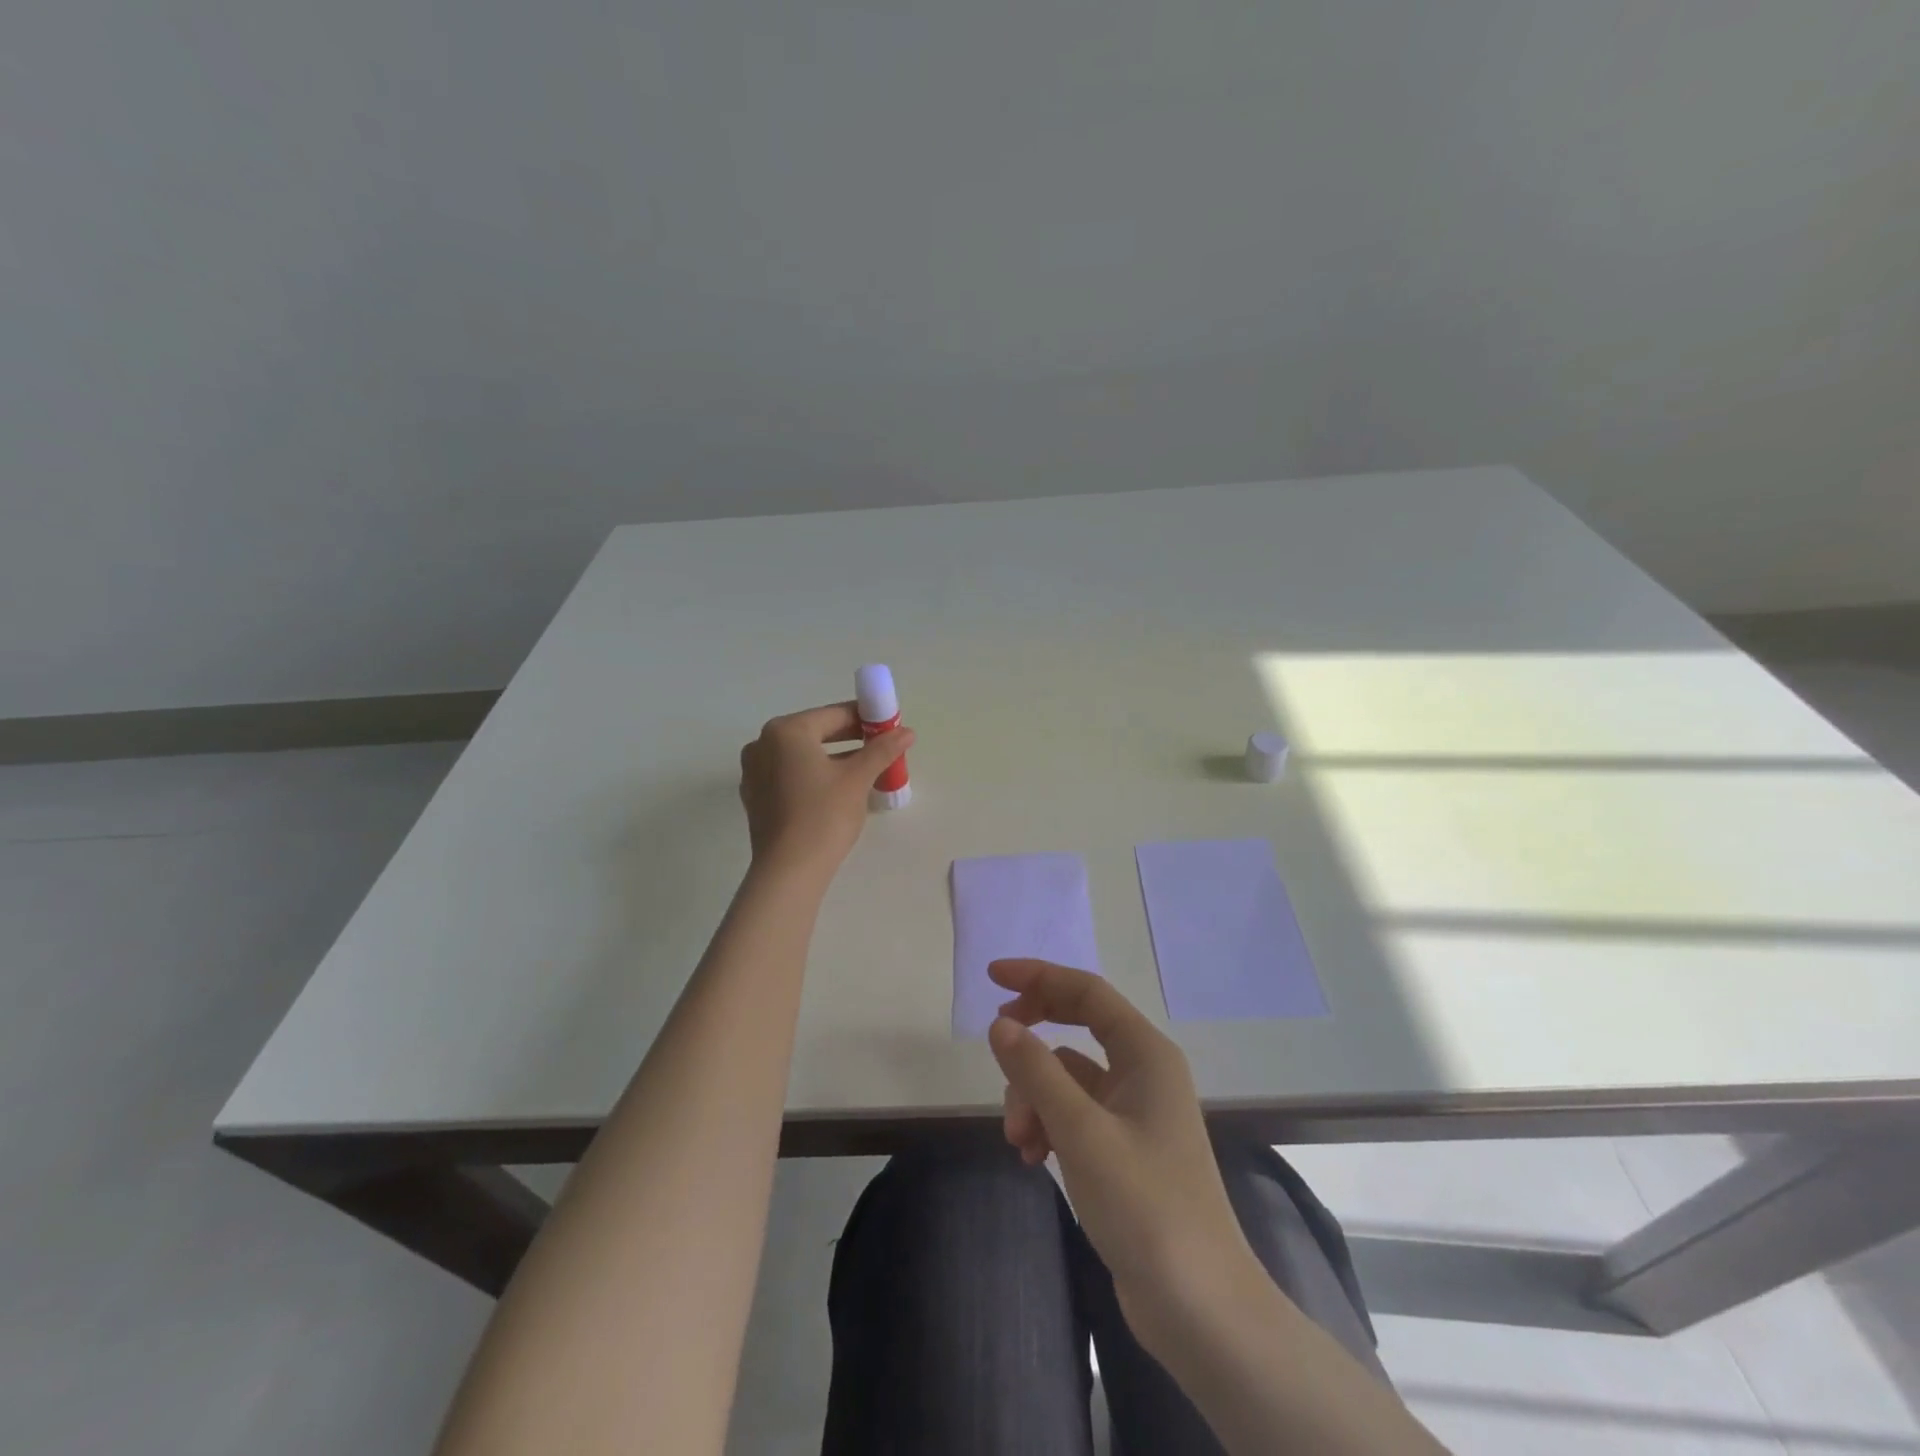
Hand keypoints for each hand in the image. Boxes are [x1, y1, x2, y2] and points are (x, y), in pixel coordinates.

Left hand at [738, 703, 912, 877]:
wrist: (789, 870)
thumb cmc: (824, 815)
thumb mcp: (858, 779)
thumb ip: (882, 750)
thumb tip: (906, 732)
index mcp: (786, 731)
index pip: (834, 715)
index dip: (866, 719)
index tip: (890, 729)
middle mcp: (763, 744)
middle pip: (816, 733)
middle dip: (850, 739)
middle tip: (881, 750)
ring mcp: (754, 771)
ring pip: (803, 755)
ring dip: (833, 758)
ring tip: (864, 771)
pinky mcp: (756, 797)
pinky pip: (790, 775)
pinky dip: (813, 775)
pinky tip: (836, 791)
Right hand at [987, 959, 1261, 1345]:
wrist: (1200, 1310)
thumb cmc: (1146, 1205)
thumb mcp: (1081, 1132)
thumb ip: (1036, 1072)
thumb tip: (999, 1023)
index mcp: (1146, 1054)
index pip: (1087, 992)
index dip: (1040, 977)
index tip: (993, 978)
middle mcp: (1143, 1073)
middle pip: (1077, 1028)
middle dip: (1033, 1039)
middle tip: (995, 1043)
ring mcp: (1134, 1114)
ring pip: (1068, 1078)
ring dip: (1034, 1097)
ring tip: (1017, 1139)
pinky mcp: (1124, 1151)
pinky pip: (1073, 1115)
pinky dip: (1047, 1126)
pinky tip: (1032, 1157)